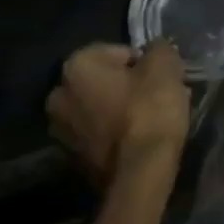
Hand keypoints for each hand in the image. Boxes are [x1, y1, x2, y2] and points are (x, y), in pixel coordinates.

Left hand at [47, 42, 189, 187]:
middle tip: (155, 94)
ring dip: (120, 109)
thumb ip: (158, 49)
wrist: (139, 174)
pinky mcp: (71, 160)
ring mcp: (61, 132)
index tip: (158, 75)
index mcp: (76, 67)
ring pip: (99, 108)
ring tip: (151, 118)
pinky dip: (115, 132)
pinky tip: (139, 137)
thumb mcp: (165, 66)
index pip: (115, 51)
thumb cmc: (148, 110)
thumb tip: (155, 50)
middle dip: (127, 85)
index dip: (141, 61)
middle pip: (103, 81)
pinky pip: (98, 134)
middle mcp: (58, 96)